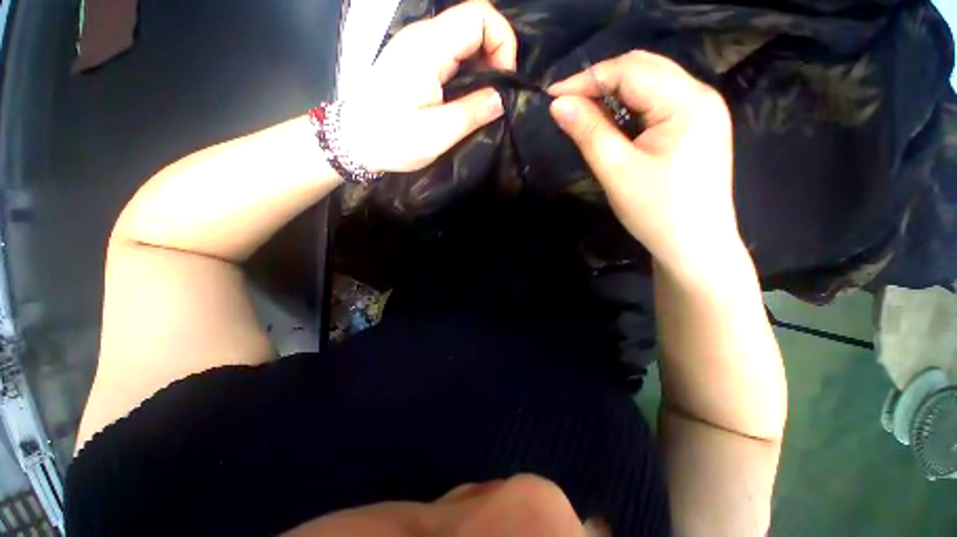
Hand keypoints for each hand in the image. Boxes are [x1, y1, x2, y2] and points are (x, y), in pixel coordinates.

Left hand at [340, 0, 516, 173]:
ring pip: (462, 36)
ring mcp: (416, 45)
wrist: (353, 141)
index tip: (504, 80)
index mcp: (428, 48)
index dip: (502, 41)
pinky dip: (467, 68)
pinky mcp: (413, 59)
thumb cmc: (392, 140)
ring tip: (483, 98)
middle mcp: (422, 36)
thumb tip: (502, 98)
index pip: (479, 15)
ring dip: (482, 62)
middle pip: (472, 21)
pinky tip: (466, 94)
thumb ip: (473, 112)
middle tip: (496, 94)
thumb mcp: (437, 133)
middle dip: (495, 53)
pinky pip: (450, 50)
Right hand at [548, 51, 742, 276]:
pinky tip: (614, 124)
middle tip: (567, 104)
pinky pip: (659, 103)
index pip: (630, 71)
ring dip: (615, 94)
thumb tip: (557, 104)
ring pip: (651, 84)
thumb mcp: (616, 171)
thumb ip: (588, 132)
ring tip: (585, 113)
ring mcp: (703, 110)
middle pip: (644, 69)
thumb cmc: (656, 212)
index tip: (552, 96)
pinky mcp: (698, 126)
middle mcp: (701, 95)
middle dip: (601, 82)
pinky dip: (631, 107)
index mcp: (687, 101)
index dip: (587, 79)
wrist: (694, 247)